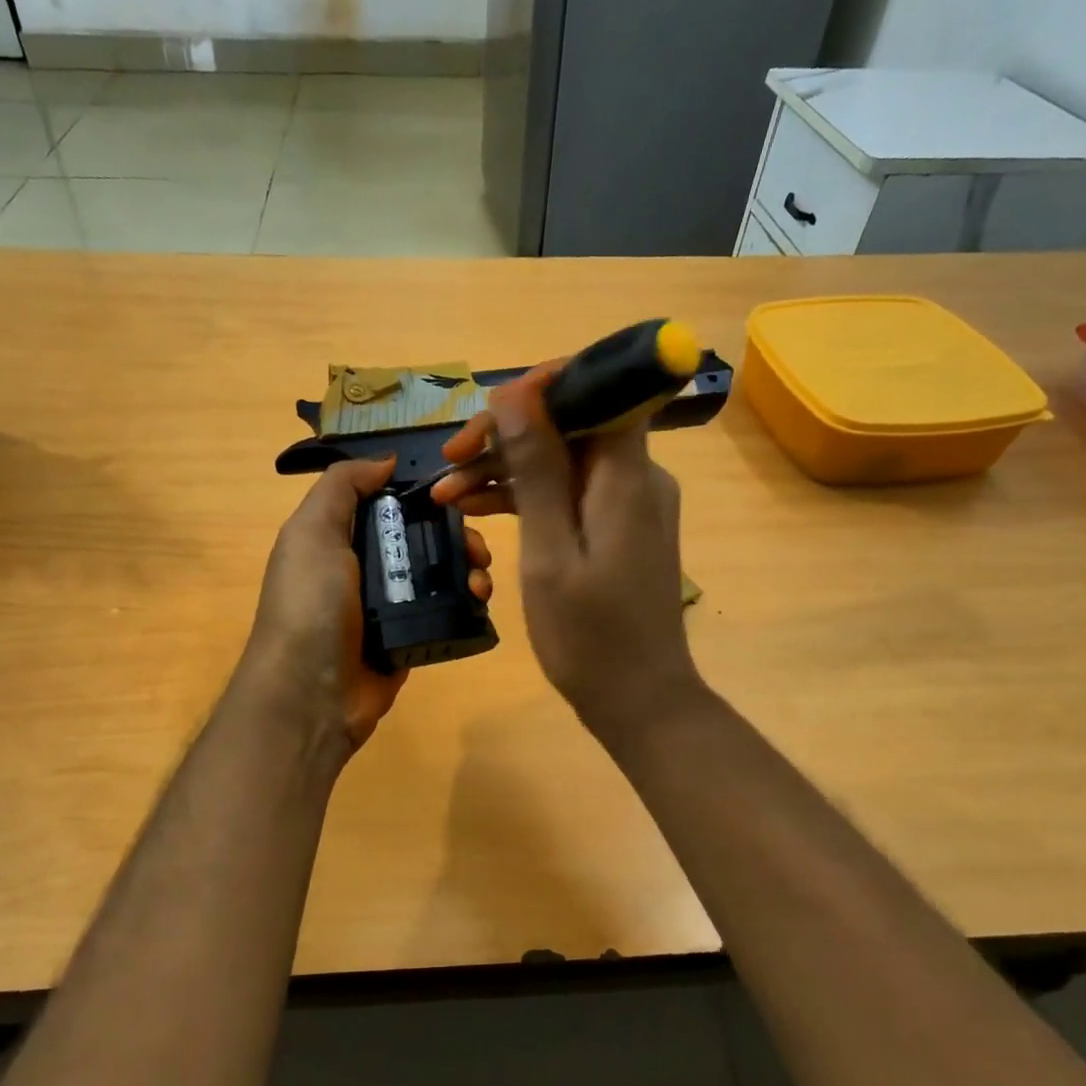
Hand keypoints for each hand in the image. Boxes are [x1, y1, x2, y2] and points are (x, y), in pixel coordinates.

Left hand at [244, 457, 492, 750]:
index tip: (456, 493)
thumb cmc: (310, 604)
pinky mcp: (411, 637)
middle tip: (477, 546)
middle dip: (456, 534)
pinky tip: (481, 600)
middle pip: (423, 537)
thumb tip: (387, 460)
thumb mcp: (312, 532)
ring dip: (468, 567)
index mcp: (339, 538)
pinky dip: (468, 602)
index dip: (423, 494)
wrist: (311, 695)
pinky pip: (447, 611)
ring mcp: (390, 606)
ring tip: (481, 579)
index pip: (390, 503)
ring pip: (440, 573)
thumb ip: (342, 486)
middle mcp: (365, 567)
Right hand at [431, 367, 700, 741]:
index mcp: (627, 475)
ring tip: (446, 493)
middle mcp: (636, 476)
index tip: (490, 410)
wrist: (640, 699)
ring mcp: (628, 503)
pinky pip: (570, 493)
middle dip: (507, 434)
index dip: (544, 386)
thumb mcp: (549, 552)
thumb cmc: (590, 635)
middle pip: (571, 424)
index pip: (600, 390)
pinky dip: (528, 497)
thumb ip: (535, 469)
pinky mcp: (617, 527)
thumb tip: (516, 392)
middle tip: (447, 460)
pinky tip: (478, 509)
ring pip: (563, 460)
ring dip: (507, 469)